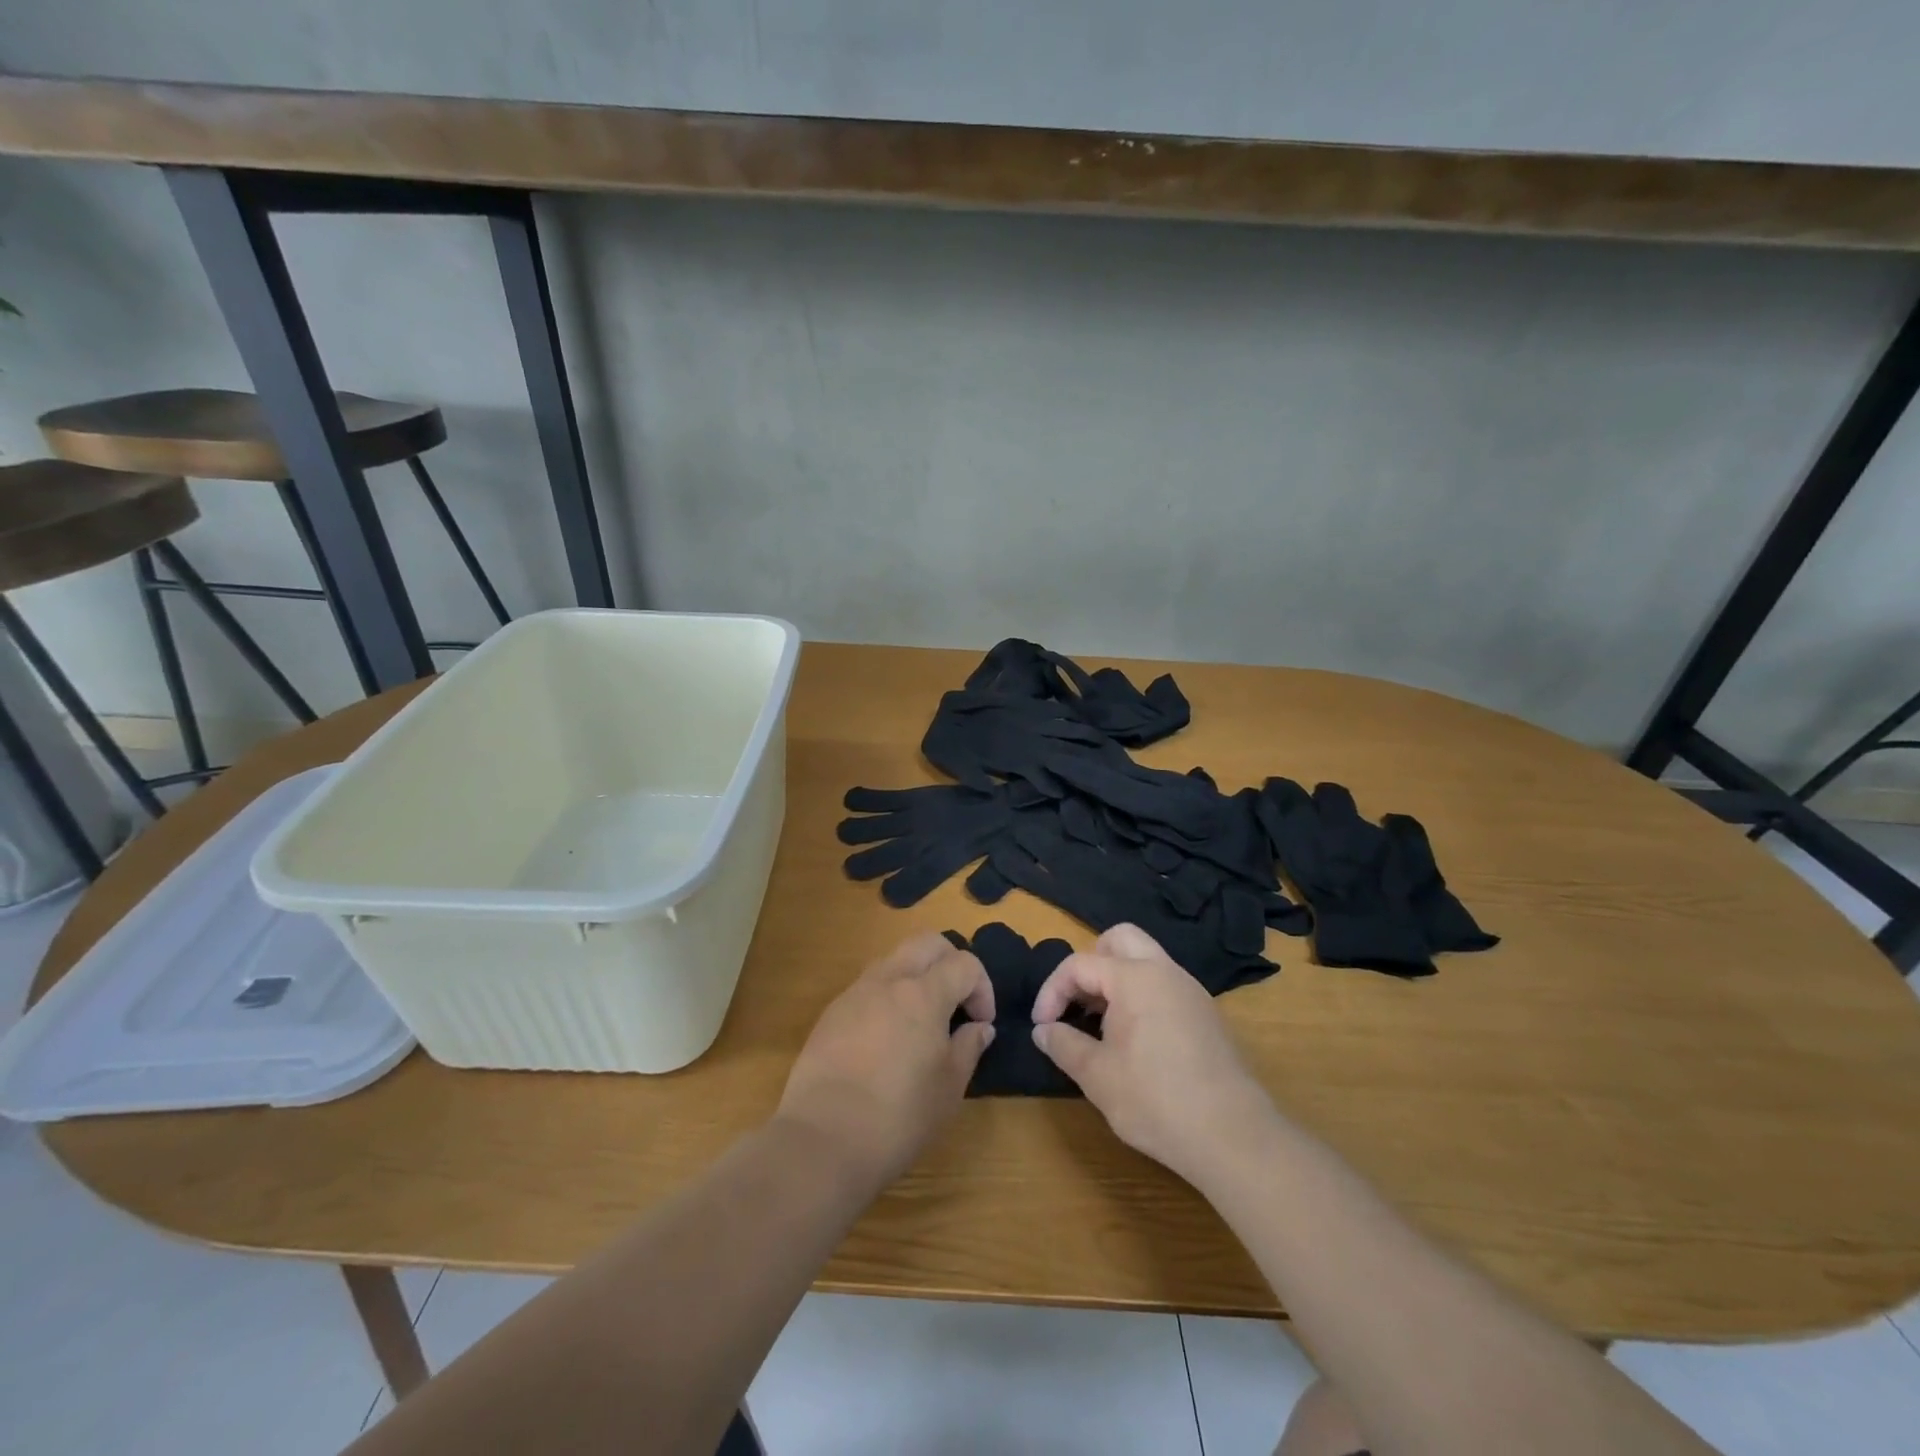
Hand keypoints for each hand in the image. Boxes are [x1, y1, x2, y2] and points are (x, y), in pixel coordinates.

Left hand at [776, 932, 995, 1188]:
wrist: (822, 1140)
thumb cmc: (898, 1116)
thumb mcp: (949, 1088)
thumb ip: (968, 1047)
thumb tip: (979, 1027)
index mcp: (923, 993)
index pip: (964, 963)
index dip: (982, 988)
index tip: (981, 1023)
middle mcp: (888, 980)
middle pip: (927, 943)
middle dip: (951, 961)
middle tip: (958, 1001)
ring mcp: (855, 993)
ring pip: (894, 959)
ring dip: (917, 975)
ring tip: (923, 1020)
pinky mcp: (831, 1013)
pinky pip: (869, 987)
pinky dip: (888, 996)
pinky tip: (888, 1039)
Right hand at [1032, 923, 1277, 1185]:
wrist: (1234, 1137)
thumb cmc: (1156, 1101)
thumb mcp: (1097, 1077)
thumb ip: (1064, 1045)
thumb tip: (1043, 1030)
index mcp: (1135, 977)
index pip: (1079, 964)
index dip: (1052, 991)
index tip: (1042, 1026)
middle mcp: (1165, 971)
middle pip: (1119, 940)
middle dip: (1089, 964)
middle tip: (1076, 1003)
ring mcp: (1190, 991)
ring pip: (1145, 960)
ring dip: (1115, 980)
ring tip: (1099, 1024)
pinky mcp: (1206, 1014)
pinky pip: (1164, 985)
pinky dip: (1140, 996)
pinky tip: (1134, 1040)